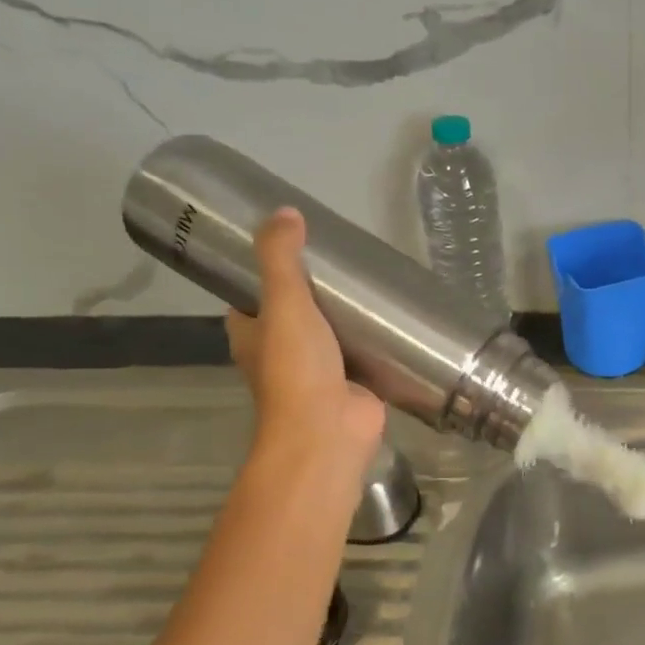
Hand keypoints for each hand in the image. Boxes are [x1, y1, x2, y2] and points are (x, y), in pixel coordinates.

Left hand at [226, 209, 385, 475]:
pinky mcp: (354, 384)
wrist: (329, 431)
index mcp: (252, 336)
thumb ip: (281, 258)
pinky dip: (375, 341)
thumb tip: (285, 212)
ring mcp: (319, 372)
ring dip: (345, 317)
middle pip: (294, 314)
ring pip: (330, 335)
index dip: (262, 274)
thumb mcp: (283, 303)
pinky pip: (363, 355)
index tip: (290, 248)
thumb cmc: (296, 368)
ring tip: (370, 283)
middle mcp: (281, 354)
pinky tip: (394, 319)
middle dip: (313, 292)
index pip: (250, 298)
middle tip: (340, 260)